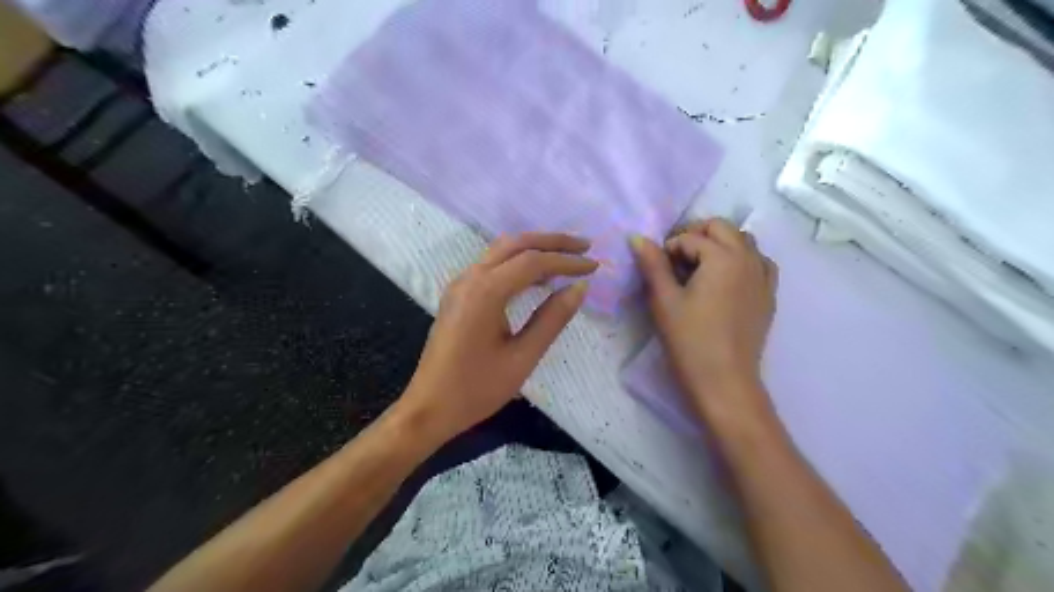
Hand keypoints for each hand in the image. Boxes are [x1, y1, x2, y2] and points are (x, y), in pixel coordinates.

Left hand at [398, 234, 594, 446]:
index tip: (594, 266)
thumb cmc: (477, 388)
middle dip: (552, 241)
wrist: (429, 407)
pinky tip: (536, 277)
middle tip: (584, 247)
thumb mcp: (523, 357)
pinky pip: (491, 266)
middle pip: (515, 244)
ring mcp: (460, 284)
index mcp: (485, 291)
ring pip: (501, 251)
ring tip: (566, 257)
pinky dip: (517, 263)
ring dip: (534, 249)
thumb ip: (552, 318)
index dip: (566, 261)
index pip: (533, 262)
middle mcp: (470, 278)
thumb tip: (579, 287)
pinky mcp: (458, 295)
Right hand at [628, 218, 775, 429]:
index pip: (690, 238)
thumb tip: (637, 238)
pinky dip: (742, 259)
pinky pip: (759, 262)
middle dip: (696, 235)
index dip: (668, 248)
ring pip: (743, 241)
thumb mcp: (664, 301)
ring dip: (720, 244)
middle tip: (675, 260)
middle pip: (722, 227)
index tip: (657, 269)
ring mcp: (763, 277)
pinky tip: (727, 279)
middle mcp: (748, 258)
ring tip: (700, 268)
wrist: (724, 381)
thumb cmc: (690, 340)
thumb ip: (652, 265)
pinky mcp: (768, 295)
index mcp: (723, 257)